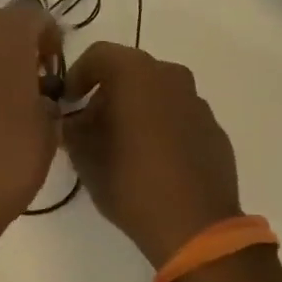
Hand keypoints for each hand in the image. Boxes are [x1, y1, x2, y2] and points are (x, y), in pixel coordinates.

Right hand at [62, 44, 240, 267]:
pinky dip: (161, 126)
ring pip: (157, 92)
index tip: (68, 103)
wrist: (196, 227)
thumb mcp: (84, 155)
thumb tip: (70, 119)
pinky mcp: (214, 129)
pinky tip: (153, 160)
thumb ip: (71, 127)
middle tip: (91, 125)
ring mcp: (197, 102)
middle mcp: (170, 76)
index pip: (98, 55)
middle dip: (107, 92)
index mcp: (136, 73)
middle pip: (129, 71)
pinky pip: (178, 116)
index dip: (77, 76)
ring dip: (136, 108)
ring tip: (122, 144)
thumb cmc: (131, 182)